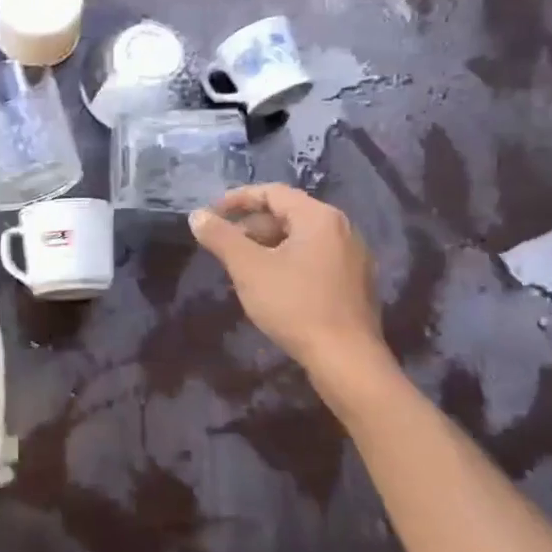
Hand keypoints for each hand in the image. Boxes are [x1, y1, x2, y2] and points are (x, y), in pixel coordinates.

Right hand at [189, 185, 386, 368]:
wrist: (346, 359)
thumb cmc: (294, 305)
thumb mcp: (248, 268)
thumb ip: (221, 237)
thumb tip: (196, 216)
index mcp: (319, 217)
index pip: (272, 192)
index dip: (237, 199)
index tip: (211, 213)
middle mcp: (342, 228)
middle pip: (288, 214)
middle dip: (251, 226)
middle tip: (223, 244)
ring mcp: (353, 256)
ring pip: (301, 238)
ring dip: (268, 245)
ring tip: (242, 265)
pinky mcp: (355, 282)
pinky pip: (315, 258)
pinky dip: (288, 261)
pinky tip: (271, 284)